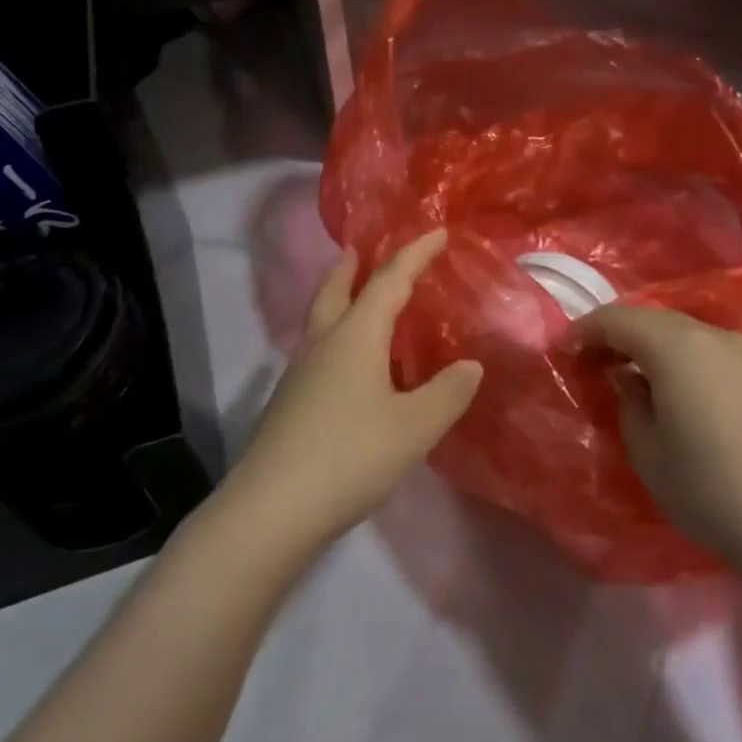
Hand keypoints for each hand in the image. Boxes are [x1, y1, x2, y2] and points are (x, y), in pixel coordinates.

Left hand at [223, 230, 481, 556]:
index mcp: (355, 335)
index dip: (415, 254)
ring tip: (356, 298)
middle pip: (336, 289)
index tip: (438, 232)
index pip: (389, 280)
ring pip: (321, 319)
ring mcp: (300, 373)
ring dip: (339, 297)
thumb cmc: (349, 456)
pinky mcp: (290, 402)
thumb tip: (470, 365)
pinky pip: (318, 348)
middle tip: (361, 248)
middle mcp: (323, 343)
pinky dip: (336, 335)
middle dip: (352, 266)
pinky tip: (348, 364)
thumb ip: (447, 393)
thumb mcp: (413, 428)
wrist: (271, 509)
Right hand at [577, 306, 741, 582]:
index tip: (564, 353)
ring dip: (650, 347)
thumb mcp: (648, 452)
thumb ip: (629, 403)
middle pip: (651, 319)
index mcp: (675, 344)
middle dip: (617, 335)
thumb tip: (629, 379)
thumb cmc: (711, 489)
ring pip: (682, 333)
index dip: (585, 331)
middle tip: (593, 364)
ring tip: (632, 378)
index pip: (617, 319)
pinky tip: (677, 392)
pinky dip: (681, 359)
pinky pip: (708, 351)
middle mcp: (711, 335)